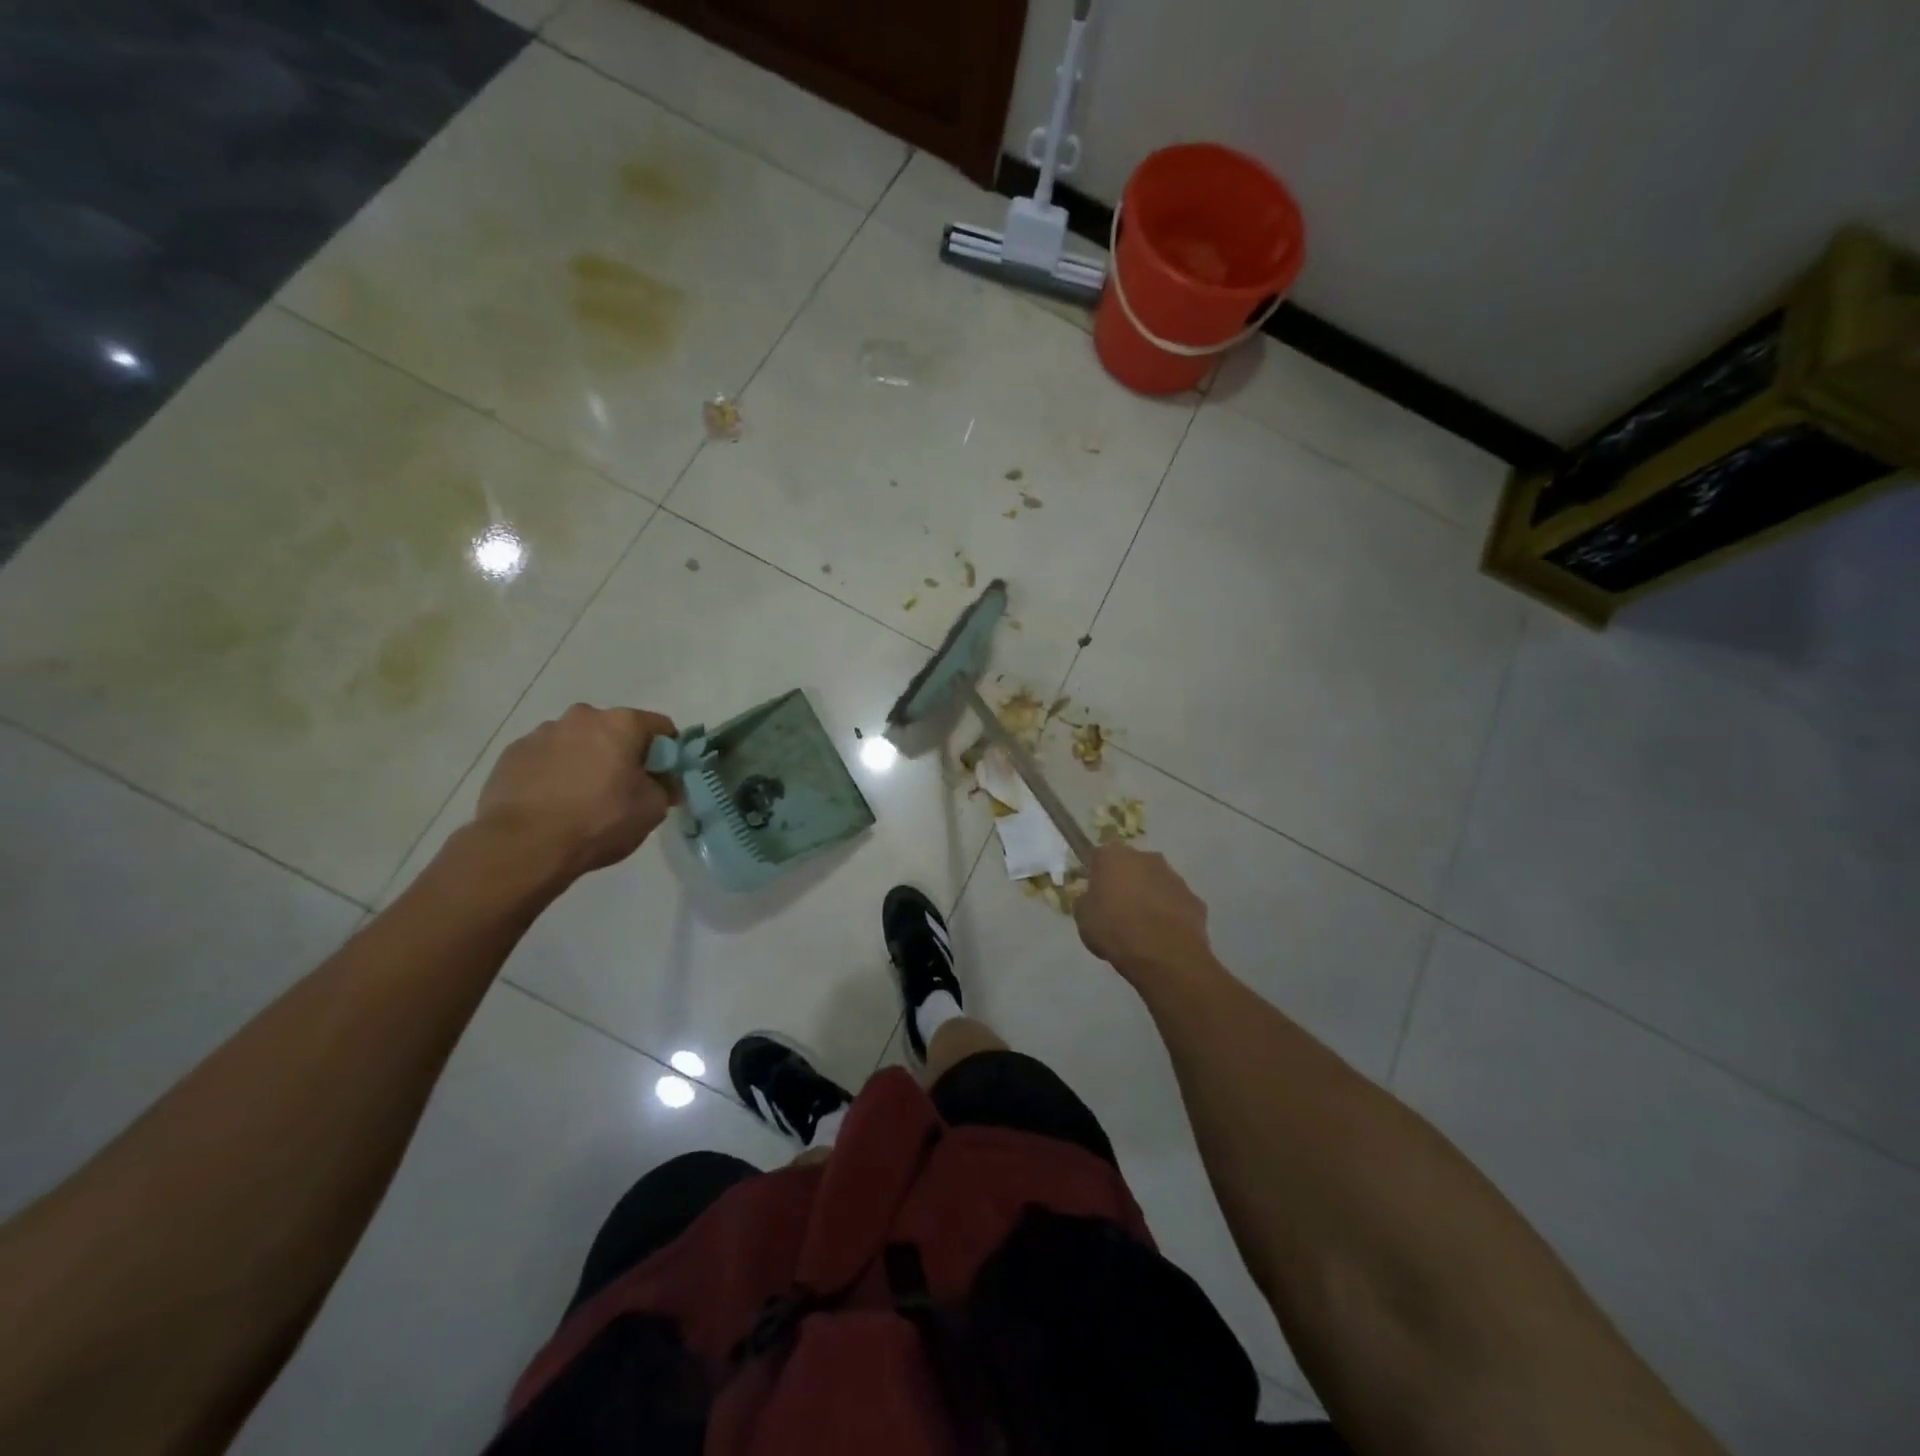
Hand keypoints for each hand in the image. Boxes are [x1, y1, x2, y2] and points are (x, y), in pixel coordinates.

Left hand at [471, 704, 676, 882]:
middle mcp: (582, 717)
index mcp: (621, 723)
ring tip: (581, 798)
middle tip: (622, 789)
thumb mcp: (652, 809)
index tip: (663, 777)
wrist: (523, 845)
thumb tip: (662, 781)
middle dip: (622, 753)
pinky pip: (545, 758)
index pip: (660, 726)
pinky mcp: (512, 753)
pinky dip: (554, 772)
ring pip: (577, 742)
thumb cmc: (599, 821)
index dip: (668, 752)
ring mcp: (541, 733)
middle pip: (614, 730)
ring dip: (586, 760)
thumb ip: (665, 787)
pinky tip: (552, 802)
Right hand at [1074, 843, 1210, 976]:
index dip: (1096, 874)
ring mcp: (1174, 877)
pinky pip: (1175, 902)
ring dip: (1149, 896)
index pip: (1100, 856)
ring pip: (1156, 882)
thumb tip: (1091, 898)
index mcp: (1114, 856)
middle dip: (1126, 881)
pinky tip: (1163, 935)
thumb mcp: (1083, 919)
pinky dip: (1169, 913)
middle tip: (1118, 909)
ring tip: (1143, 926)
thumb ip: (1085, 902)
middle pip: (1131, 865)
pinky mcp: (1194, 898)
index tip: (1095, 893)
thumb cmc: (1115, 930)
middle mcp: (1146, 858)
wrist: (1164, 955)